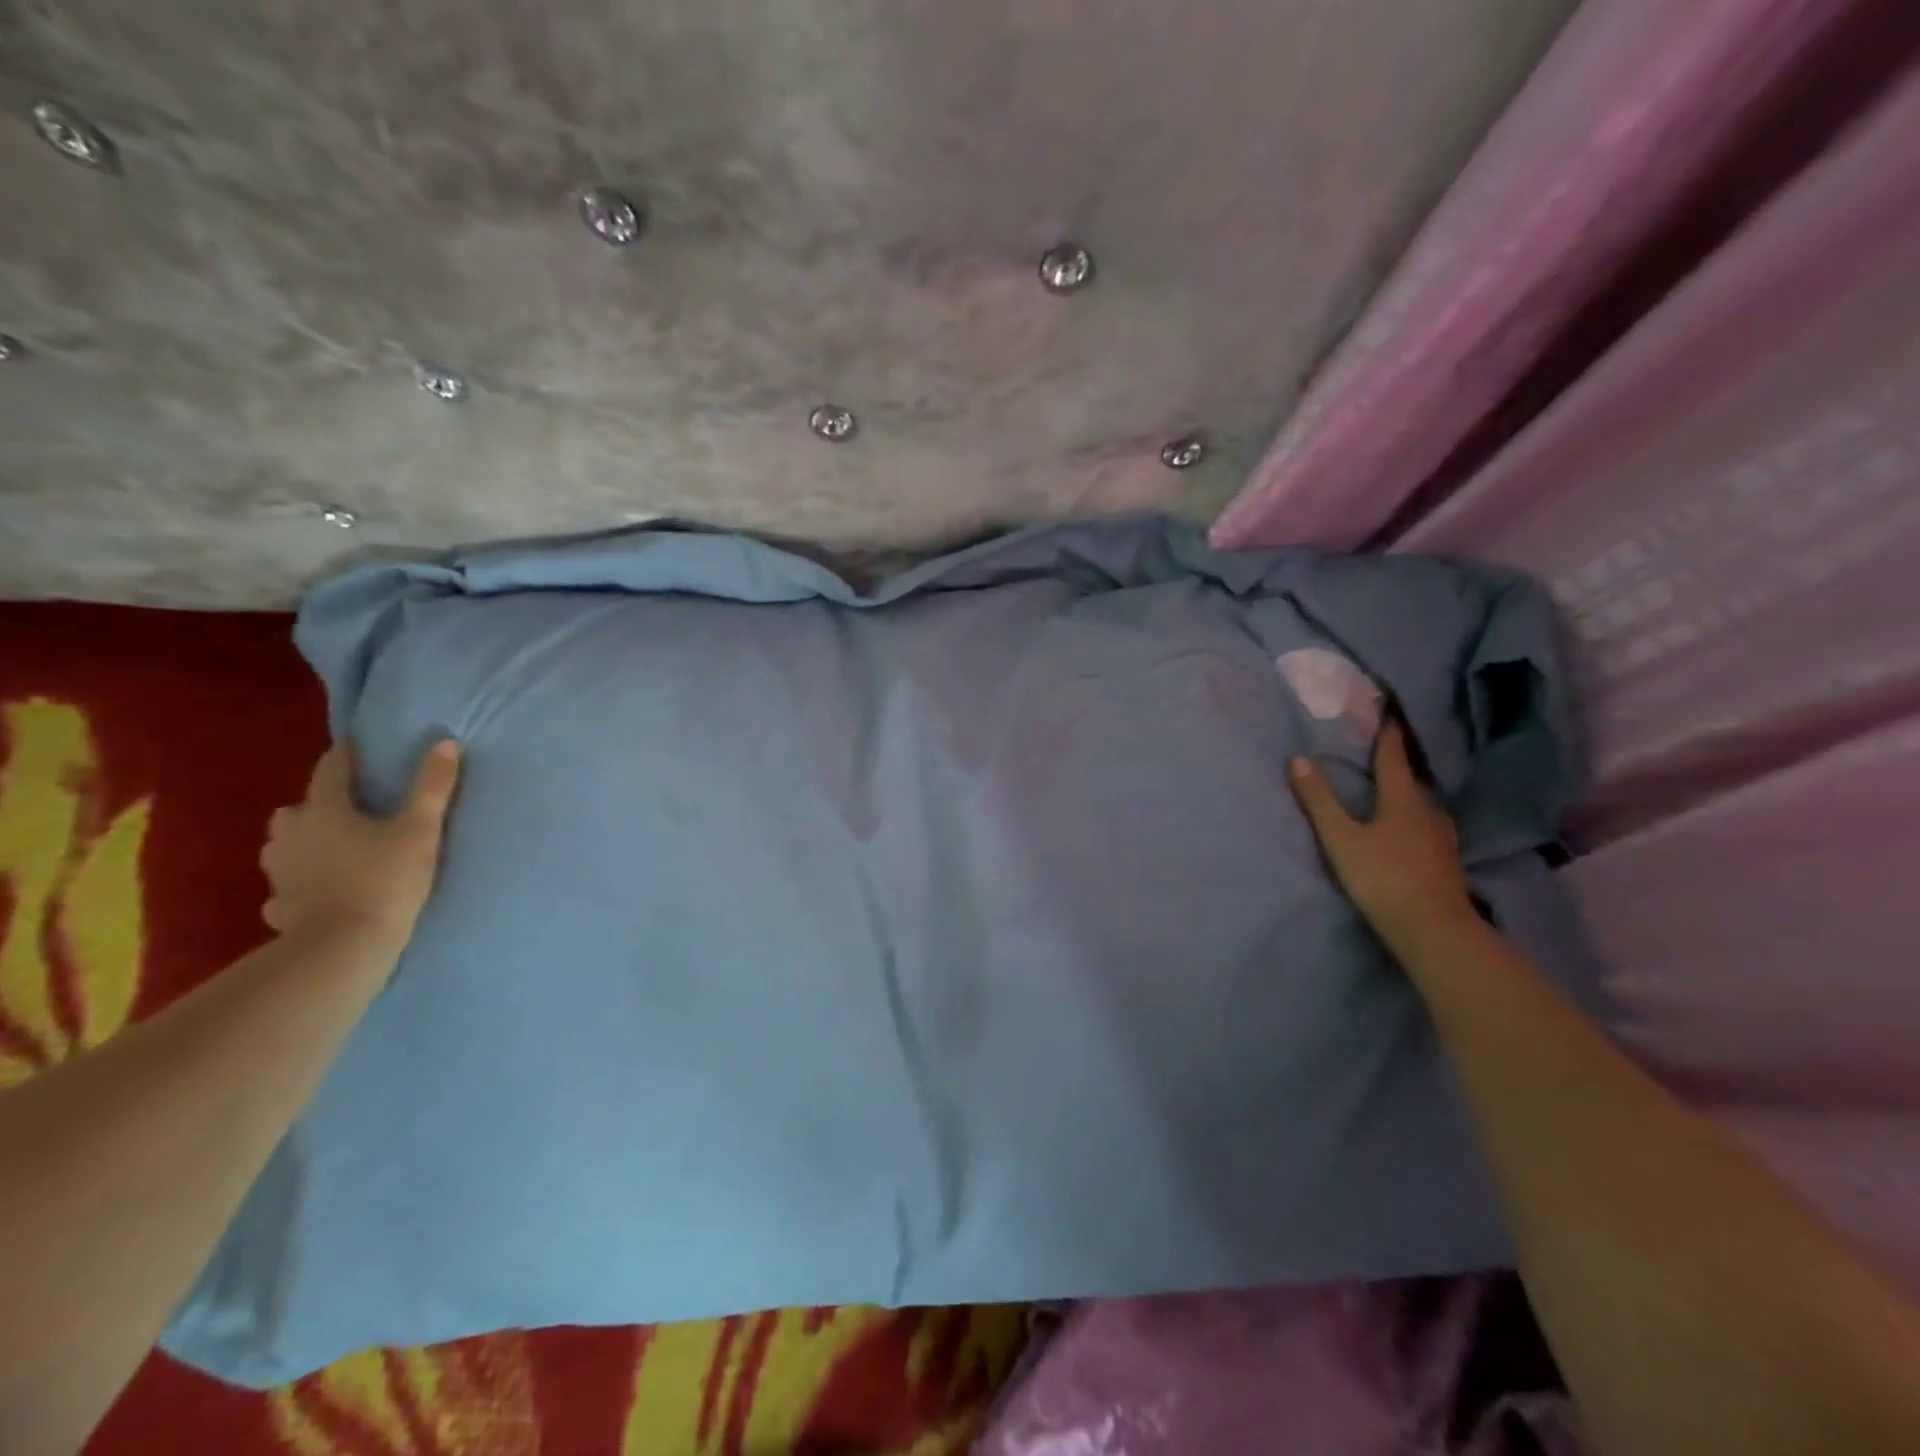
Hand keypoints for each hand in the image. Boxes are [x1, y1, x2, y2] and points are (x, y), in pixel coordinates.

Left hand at [261, 740, 460, 950]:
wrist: (343, 948)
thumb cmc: (385, 879)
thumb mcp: (421, 829)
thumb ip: (433, 786)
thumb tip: (446, 742)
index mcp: (325, 809)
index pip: (332, 769)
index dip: (347, 755)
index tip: (358, 746)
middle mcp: (292, 834)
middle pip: (300, 807)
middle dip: (321, 802)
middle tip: (352, 806)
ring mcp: (280, 872)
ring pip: (285, 844)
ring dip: (305, 839)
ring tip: (334, 845)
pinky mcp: (280, 904)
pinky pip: (286, 884)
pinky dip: (299, 880)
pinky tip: (316, 887)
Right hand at [1289, 718, 1475, 950]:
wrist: (1433, 930)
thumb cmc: (1382, 877)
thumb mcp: (1340, 838)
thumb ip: (1319, 800)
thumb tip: (1298, 759)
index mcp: (1403, 799)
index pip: (1394, 757)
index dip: (1389, 733)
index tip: (1388, 710)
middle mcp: (1428, 810)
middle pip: (1414, 778)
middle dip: (1400, 760)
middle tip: (1386, 745)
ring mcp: (1442, 837)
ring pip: (1424, 803)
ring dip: (1410, 789)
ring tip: (1396, 784)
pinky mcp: (1446, 860)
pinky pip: (1430, 824)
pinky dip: (1417, 815)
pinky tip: (1413, 824)